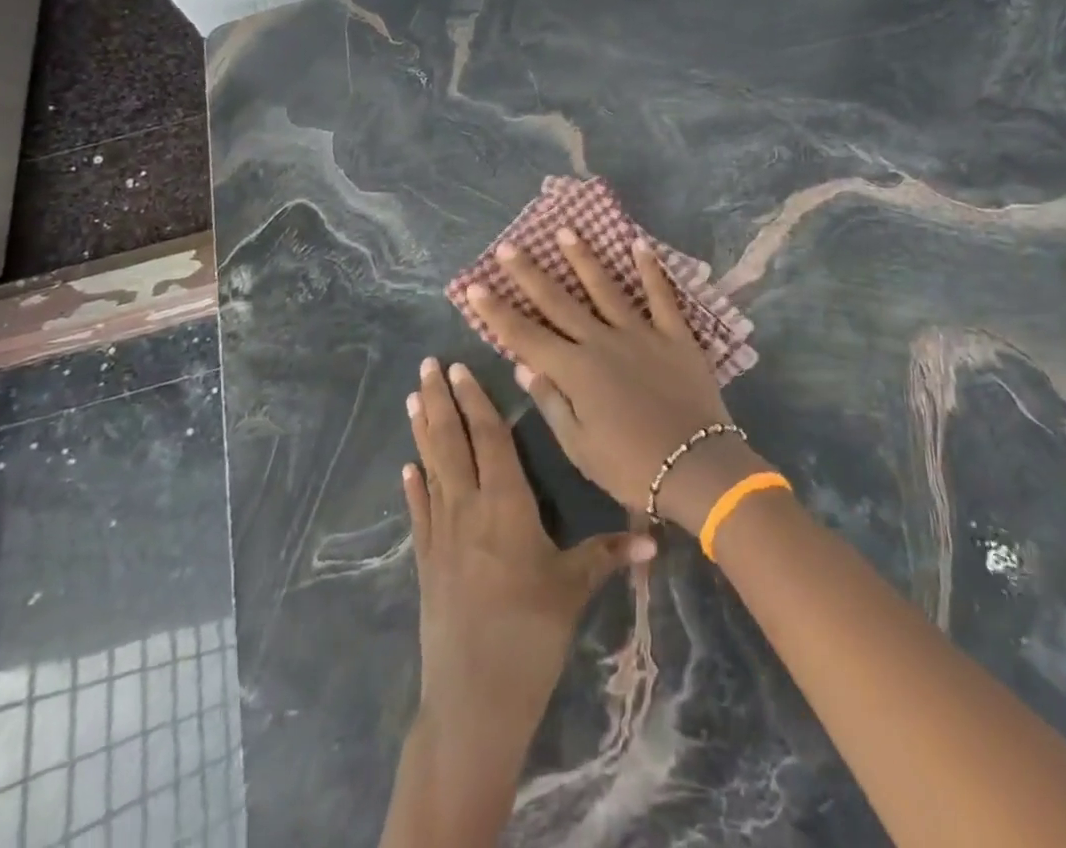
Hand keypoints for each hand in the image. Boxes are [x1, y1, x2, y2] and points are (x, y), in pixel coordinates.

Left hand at [403, 356, 652, 758]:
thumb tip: (658, 537)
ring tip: (411, 397)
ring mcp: (441, 535)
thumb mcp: (575, 589)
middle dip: (439, 400)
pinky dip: (414, 485)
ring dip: (422, 430)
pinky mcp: (427, 563)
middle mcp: (468, 508)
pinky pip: (419, 511)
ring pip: (432, 467)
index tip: (459, 367)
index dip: (475, 400)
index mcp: (505, 504)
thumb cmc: (530, 635)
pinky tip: (408, 467)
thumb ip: (610, 554)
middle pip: (451, 442)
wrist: (473, 701)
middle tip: (427, 364)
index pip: (489, 438)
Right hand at [466, 230, 766, 531]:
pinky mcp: (675, 334)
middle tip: (508, 246)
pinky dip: (650, 269)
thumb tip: (523, 367)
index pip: (525, 336)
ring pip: (605, 288)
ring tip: (566, 231)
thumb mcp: (579, 446)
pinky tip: (638, 244)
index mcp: (575, 371)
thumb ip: (552, 402)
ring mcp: (640, 333)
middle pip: (559, 302)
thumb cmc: (630, 467)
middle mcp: (602, 342)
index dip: (498, 312)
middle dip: (530, 274)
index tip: (475, 286)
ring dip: (583, 258)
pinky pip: (661, 296)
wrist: (696, 467)